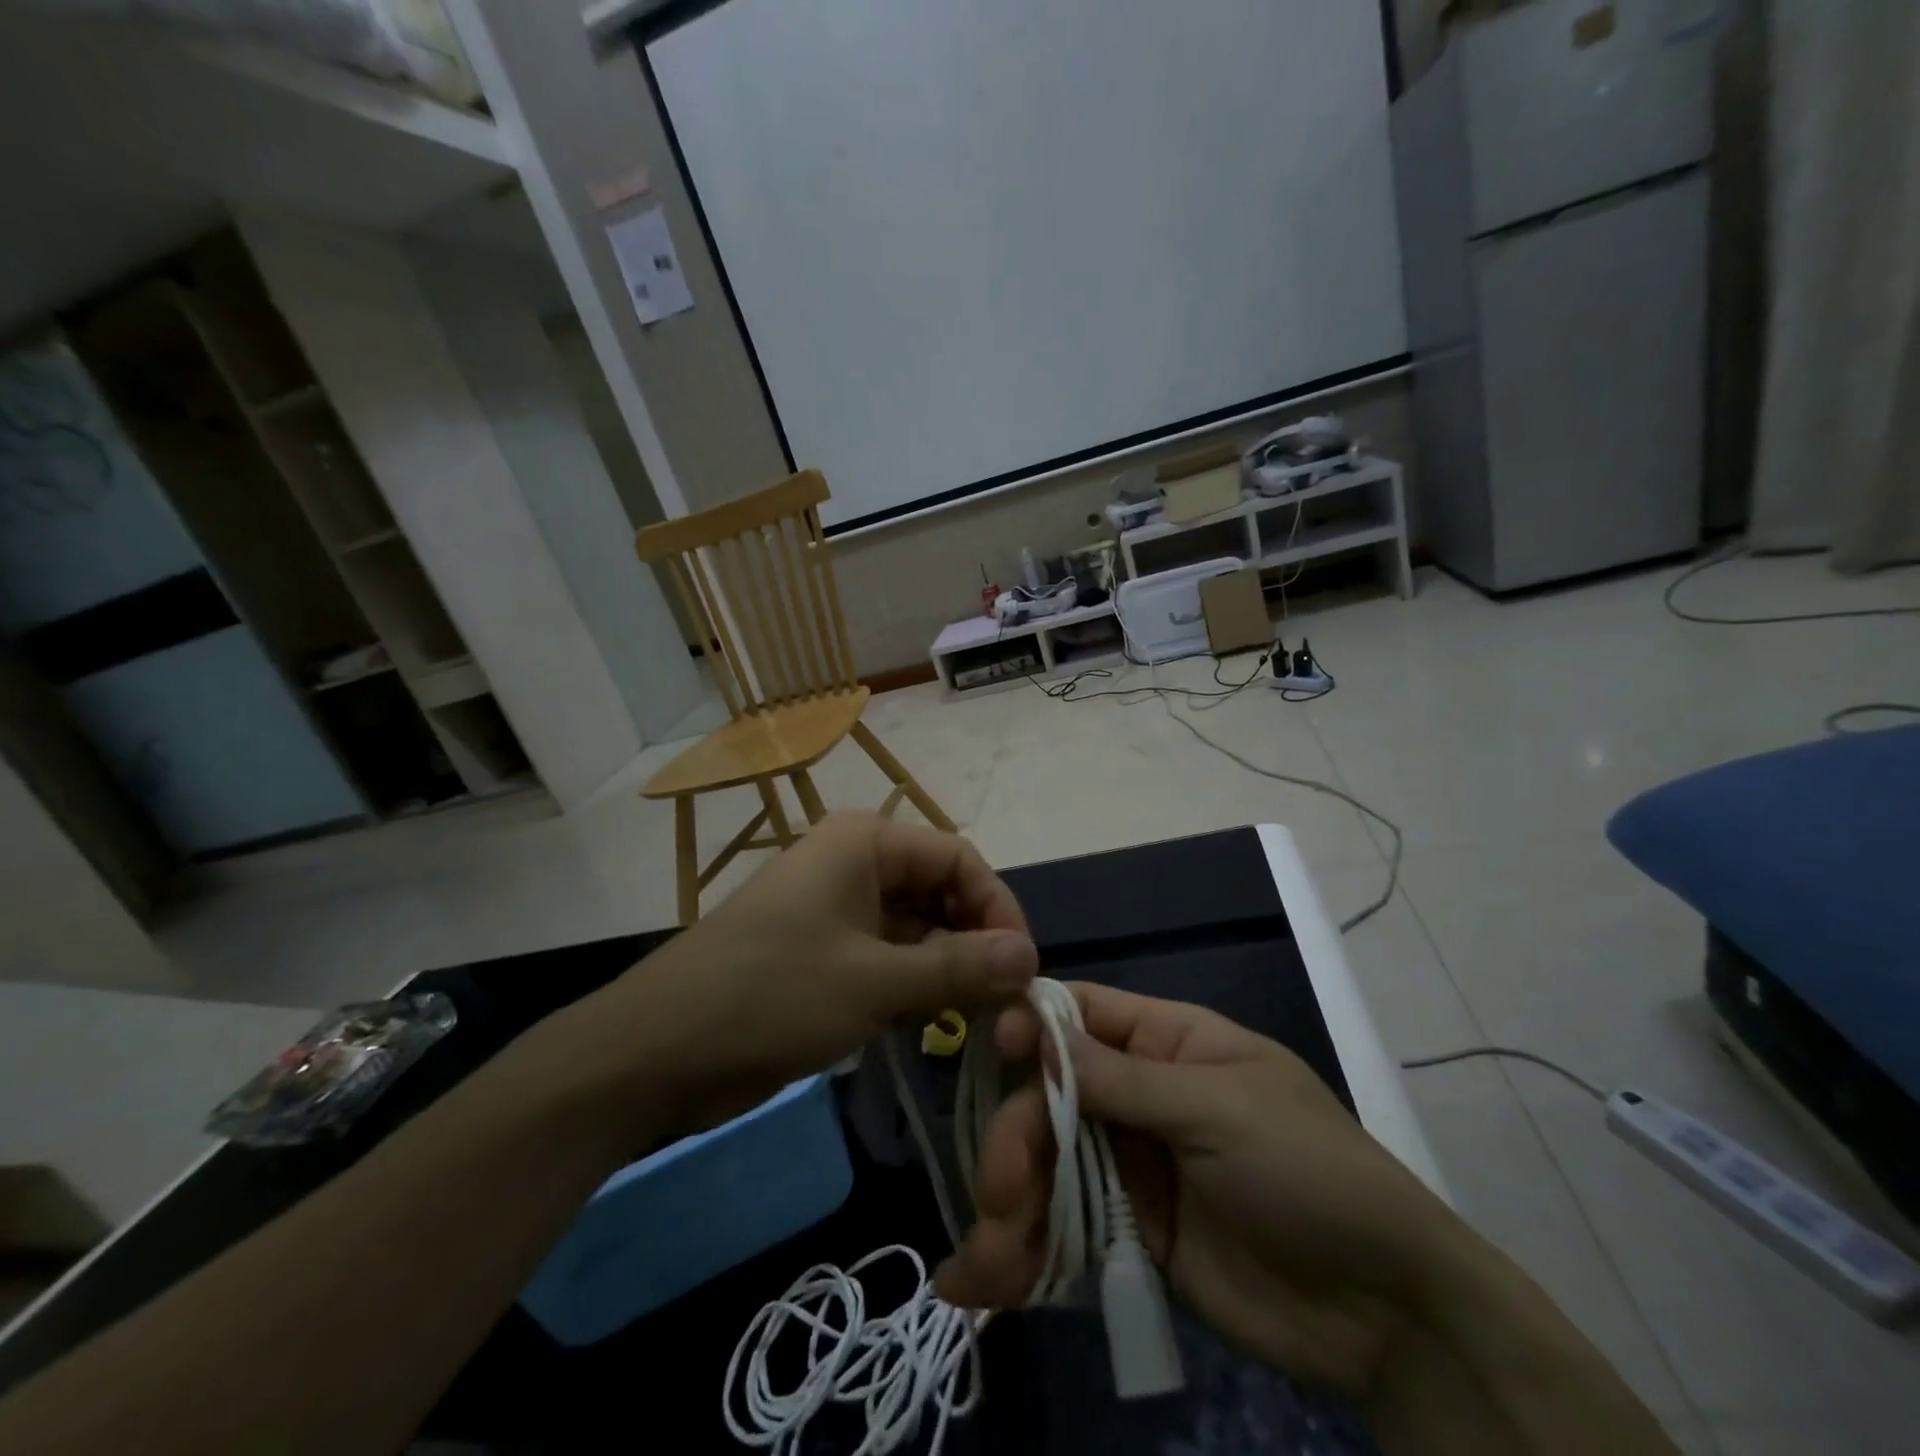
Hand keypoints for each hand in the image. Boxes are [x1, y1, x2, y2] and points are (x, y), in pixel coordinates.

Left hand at [547, 813, 1038, 1145]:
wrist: (656, 1050)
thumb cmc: (772, 995)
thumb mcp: (875, 983)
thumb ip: (959, 968)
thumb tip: (1030, 957)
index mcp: (866, 842)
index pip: (959, 859)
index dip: (998, 909)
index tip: (1024, 970)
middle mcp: (853, 863)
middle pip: (939, 893)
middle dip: (974, 943)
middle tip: (1005, 1004)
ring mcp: (835, 909)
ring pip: (915, 930)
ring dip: (946, 971)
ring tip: (976, 1021)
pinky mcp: (822, 953)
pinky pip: (886, 959)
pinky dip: (912, 988)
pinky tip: (931, 1027)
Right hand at [935, 984, 1464, 1398]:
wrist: (1387, 1313)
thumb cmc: (1309, 1171)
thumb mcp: (1220, 1109)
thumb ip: (1125, 1080)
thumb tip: (1038, 1033)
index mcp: (1168, 1042)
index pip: (1083, 1013)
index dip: (1033, 1023)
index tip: (991, 1050)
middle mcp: (1140, 1095)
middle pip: (1051, 1094)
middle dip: (1017, 1138)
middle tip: (999, 1194)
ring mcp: (1134, 1165)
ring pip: (1050, 1164)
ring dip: (1010, 1206)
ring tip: (987, 1266)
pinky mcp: (1132, 1233)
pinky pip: (1067, 1228)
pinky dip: (1028, 1252)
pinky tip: (989, 1284)